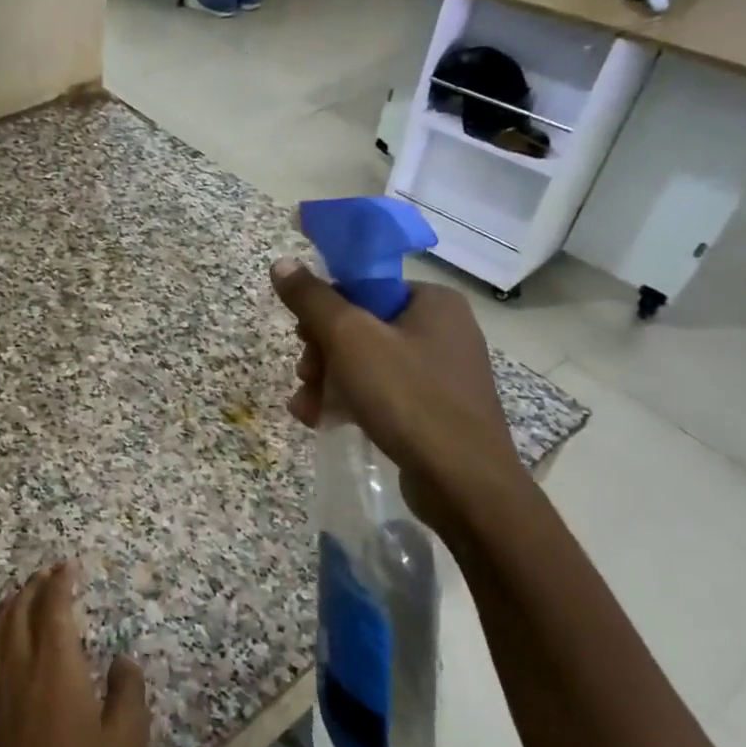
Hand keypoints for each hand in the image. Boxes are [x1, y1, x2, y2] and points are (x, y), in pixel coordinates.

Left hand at [0, 563, 150, 746]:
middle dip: (33, 589)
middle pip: (19, 615)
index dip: (59, 583)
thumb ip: (127, 695)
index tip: (67, 566)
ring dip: (7, 611)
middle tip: (47, 576)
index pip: (53, 609)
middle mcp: (17, 673)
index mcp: (56, 671)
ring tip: (20, 599)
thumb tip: (122, 660)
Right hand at [271, 259, 528, 536]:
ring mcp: (442, 373)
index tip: (303, 337)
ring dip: (327, 381)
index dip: (325, 310)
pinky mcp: (436, 410)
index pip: (363, 288)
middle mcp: (443, 330)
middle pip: (360, 327)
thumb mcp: (350, 339)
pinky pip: (382, 393)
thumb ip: (313, 299)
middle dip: (322, 354)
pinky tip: (321, 420)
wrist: (463, 484)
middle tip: (306, 375)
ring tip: (306, 406)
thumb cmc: (407, 397)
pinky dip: (350, 402)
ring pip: (365, 363)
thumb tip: (282, 262)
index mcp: (433, 301)